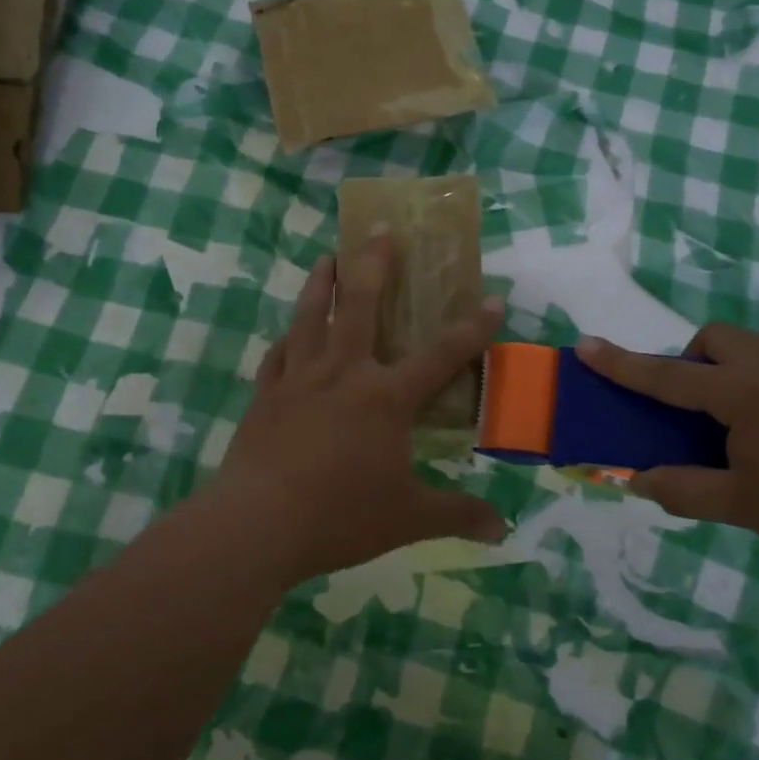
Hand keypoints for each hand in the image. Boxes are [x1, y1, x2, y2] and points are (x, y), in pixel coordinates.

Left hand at [209, 240, 505, 583]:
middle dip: (374, 263)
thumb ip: (457, 515)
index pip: (441, 356)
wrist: (256, 525)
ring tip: (327, 256)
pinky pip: (278, 354)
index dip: (471, 328)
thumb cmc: (339, 517)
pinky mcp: (265, 395)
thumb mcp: (408, 519)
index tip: (492, 298)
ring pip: (310, 316)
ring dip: (321, 282)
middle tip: (379, 228)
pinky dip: (287, 337)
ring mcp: (299, 379)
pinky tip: (288, 332)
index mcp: (386, 398)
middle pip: (360, 305)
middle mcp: (344, 374)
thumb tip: (502, 531)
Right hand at [575, 324, 758, 564]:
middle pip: (713, 340)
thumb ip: (684, 490)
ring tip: (730, 428)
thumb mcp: (744, 506)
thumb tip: (639, 480)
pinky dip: (751, 384)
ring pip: (745, 349)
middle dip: (689, 363)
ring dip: (721, 372)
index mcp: (738, 393)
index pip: (665, 376)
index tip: (585, 345)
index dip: (621, 364)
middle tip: (691, 411)